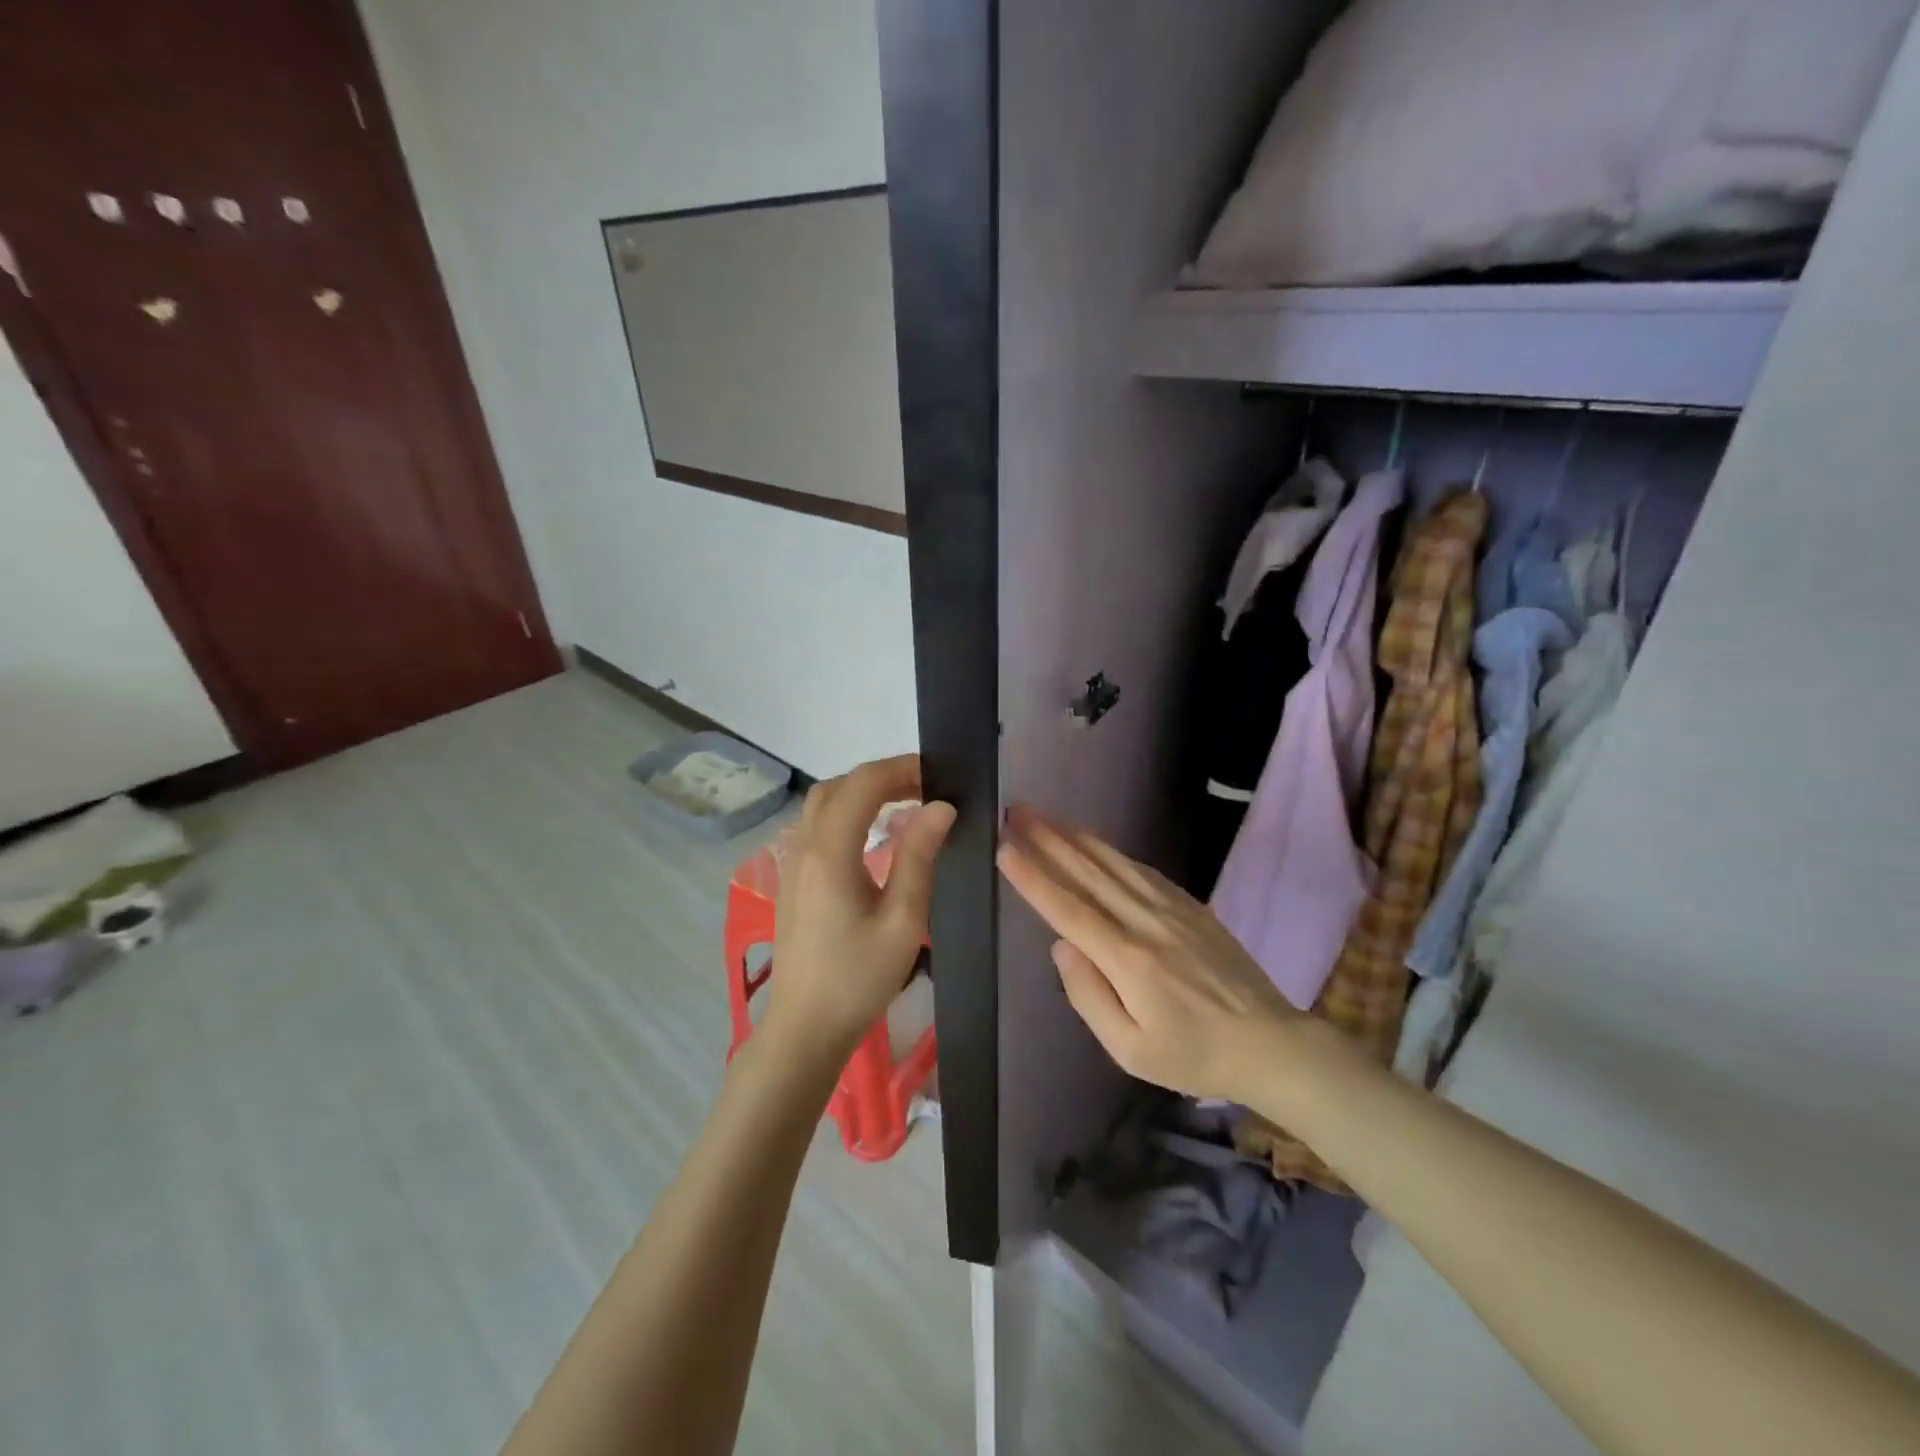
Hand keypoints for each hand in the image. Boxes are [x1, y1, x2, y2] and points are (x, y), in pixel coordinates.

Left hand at [762, 755, 955, 1071]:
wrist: (806, 1027)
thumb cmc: (858, 978)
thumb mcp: (902, 919)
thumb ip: (919, 856)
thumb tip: (941, 806)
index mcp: (830, 851)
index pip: (863, 783)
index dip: (902, 769)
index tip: (939, 776)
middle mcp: (804, 846)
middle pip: (838, 786)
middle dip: (882, 776)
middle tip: (926, 787)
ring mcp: (793, 862)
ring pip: (823, 803)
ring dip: (862, 792)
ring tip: (905, 803)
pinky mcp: (793, 879)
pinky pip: (817, 825)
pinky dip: (847, 812)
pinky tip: (874, 834)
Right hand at [996, 805, 1299, 1103]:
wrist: (1270, 1043)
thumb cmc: (1193, 1055)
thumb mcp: (1131, 1050)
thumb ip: (1089, 996)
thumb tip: (1061, 946)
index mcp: (1128, 959)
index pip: (1068, 908)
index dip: (1034, 876)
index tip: (1005, 848)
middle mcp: (1146, 922)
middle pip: (1087, 873)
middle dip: (1047, 840)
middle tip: (1016, 813)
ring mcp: (1172, 909)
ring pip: (1114, 863)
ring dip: (1075, 836)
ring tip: (1045, 816)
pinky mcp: (1191, 906)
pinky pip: (1143, 869)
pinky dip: (1112, 850)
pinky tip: (1095, 841)